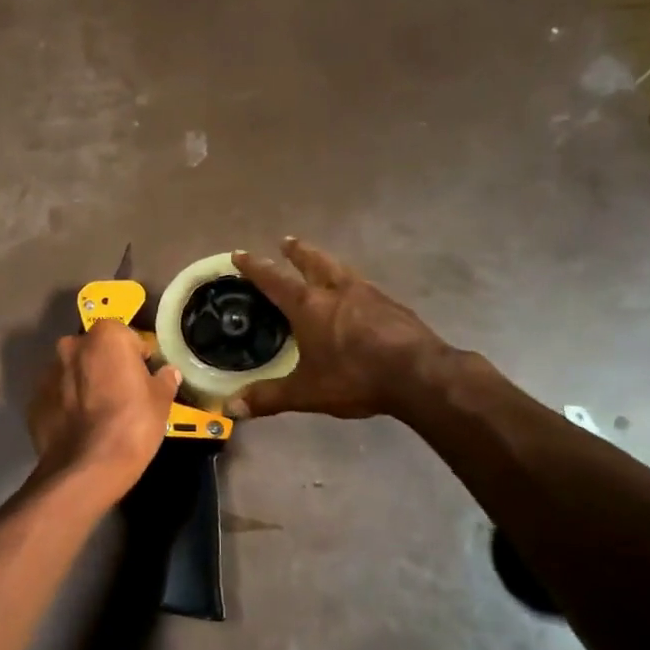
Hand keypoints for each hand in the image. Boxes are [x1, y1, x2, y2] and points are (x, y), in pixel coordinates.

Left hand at [27, 319, 181, 496]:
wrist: (87, 468)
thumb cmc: (132, 425)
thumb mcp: (161, 402)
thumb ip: (164, 381)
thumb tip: (168, 372)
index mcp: (105, 337)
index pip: (126, 336)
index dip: (137, 356)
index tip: (143, 377)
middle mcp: (71, 347)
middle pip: (94, 351)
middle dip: (106, 366)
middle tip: (121, 394)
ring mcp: (48, 373)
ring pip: (72, 373)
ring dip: (84, 385)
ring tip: (98, 414)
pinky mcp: (34, 401)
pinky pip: (57, 397)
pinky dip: (67, 406)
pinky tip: (80, 428)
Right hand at [230, 237, 461, 419]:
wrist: (419, 374)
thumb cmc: (355, 377)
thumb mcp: (306, 392)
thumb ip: (268, 398)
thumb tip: (231, 407)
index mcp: (309, 306)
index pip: (274, 280)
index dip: (255, 267)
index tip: (240, 253)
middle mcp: (337, 291)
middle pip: (313, 262)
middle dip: (297, 252)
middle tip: (287, 241)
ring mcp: (368, 294)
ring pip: (341, 269)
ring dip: (326, 261)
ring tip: (320, 261)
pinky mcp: (392, 305)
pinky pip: (363, 285)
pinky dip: (350, 282)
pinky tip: (355, 294)